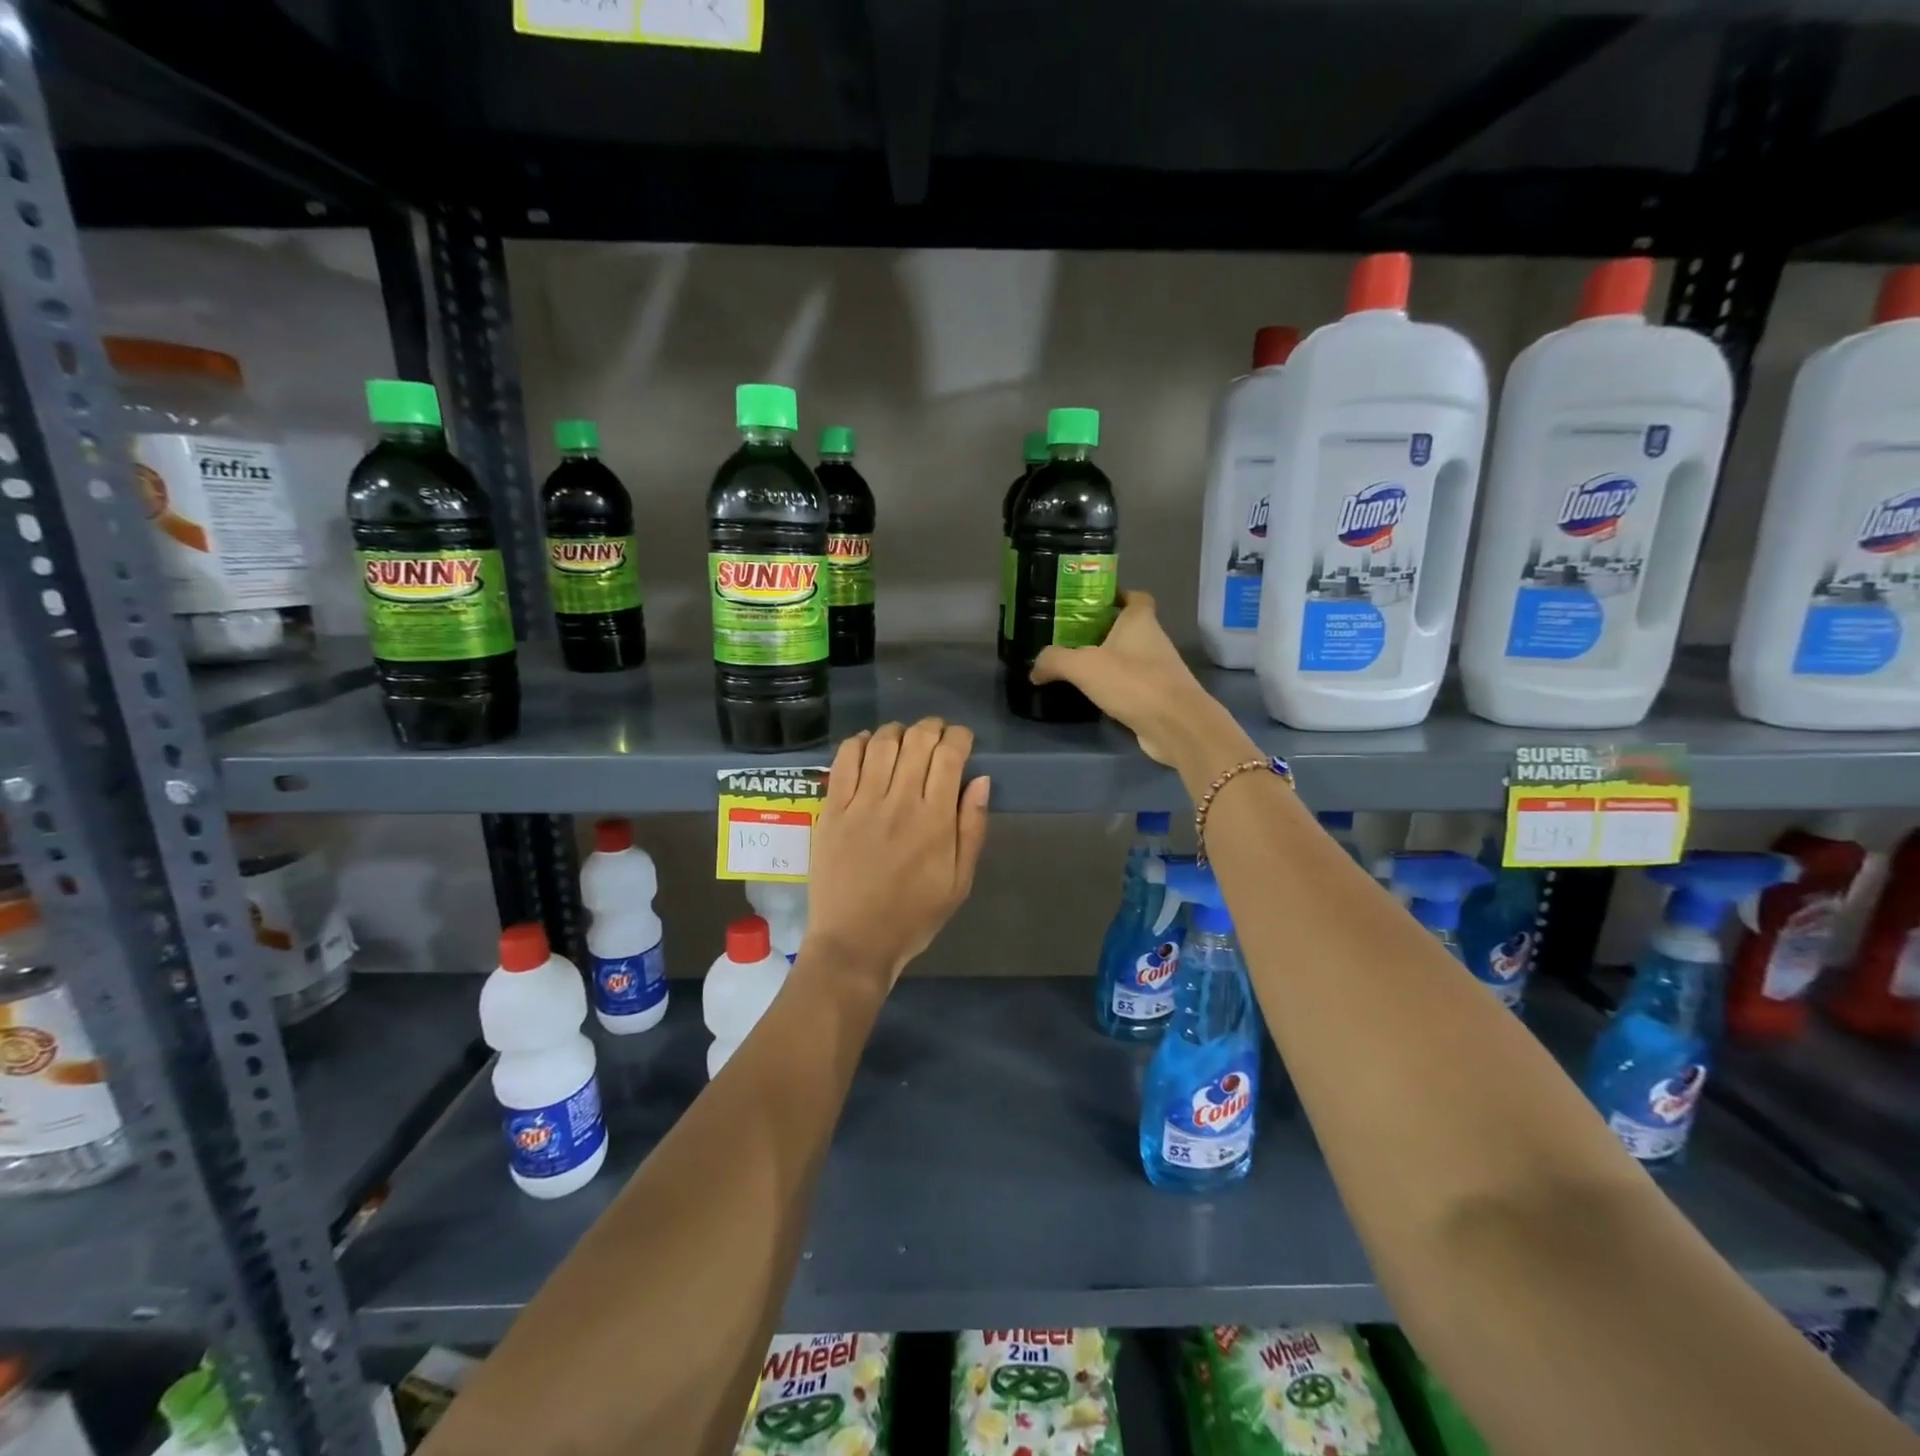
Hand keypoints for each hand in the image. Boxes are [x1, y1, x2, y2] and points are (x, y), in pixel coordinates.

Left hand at [806, 718, 990, 984]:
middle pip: (917, 741)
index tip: (962, 741)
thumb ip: (972, 828)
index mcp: (934, 819)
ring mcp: (861, 803)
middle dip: (932, 728)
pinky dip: (858, 743)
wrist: (855, 942)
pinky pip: (844, 761)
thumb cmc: (913, 916)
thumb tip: (981, 781)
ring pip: (881, 744)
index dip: (959, 737)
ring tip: (904, 737)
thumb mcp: (959, 881)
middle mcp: (898, 801)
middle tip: (936, 734)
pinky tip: (867, 744)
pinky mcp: (832, 810)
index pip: (949, 756)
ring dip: (897, 731)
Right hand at [1031, 591, 1239, 765]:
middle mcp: (1154, 640)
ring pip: (1130, 657)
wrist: (1174, 725)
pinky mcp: (1159, 697)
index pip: (1135, 597)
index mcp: (1140, 621)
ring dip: (1109, 661)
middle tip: (1071, 637)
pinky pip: (1133, 685)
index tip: (1091, 604)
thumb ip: (1054, 661)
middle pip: (1128, 628)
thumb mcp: (1082, 666)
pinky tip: (1094, 696)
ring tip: (1077, 667)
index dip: (1116, 596)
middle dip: (1103, 631)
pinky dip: (1116, 687)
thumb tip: (1034, 670)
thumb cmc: (1132, 681)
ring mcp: (1159, 670)